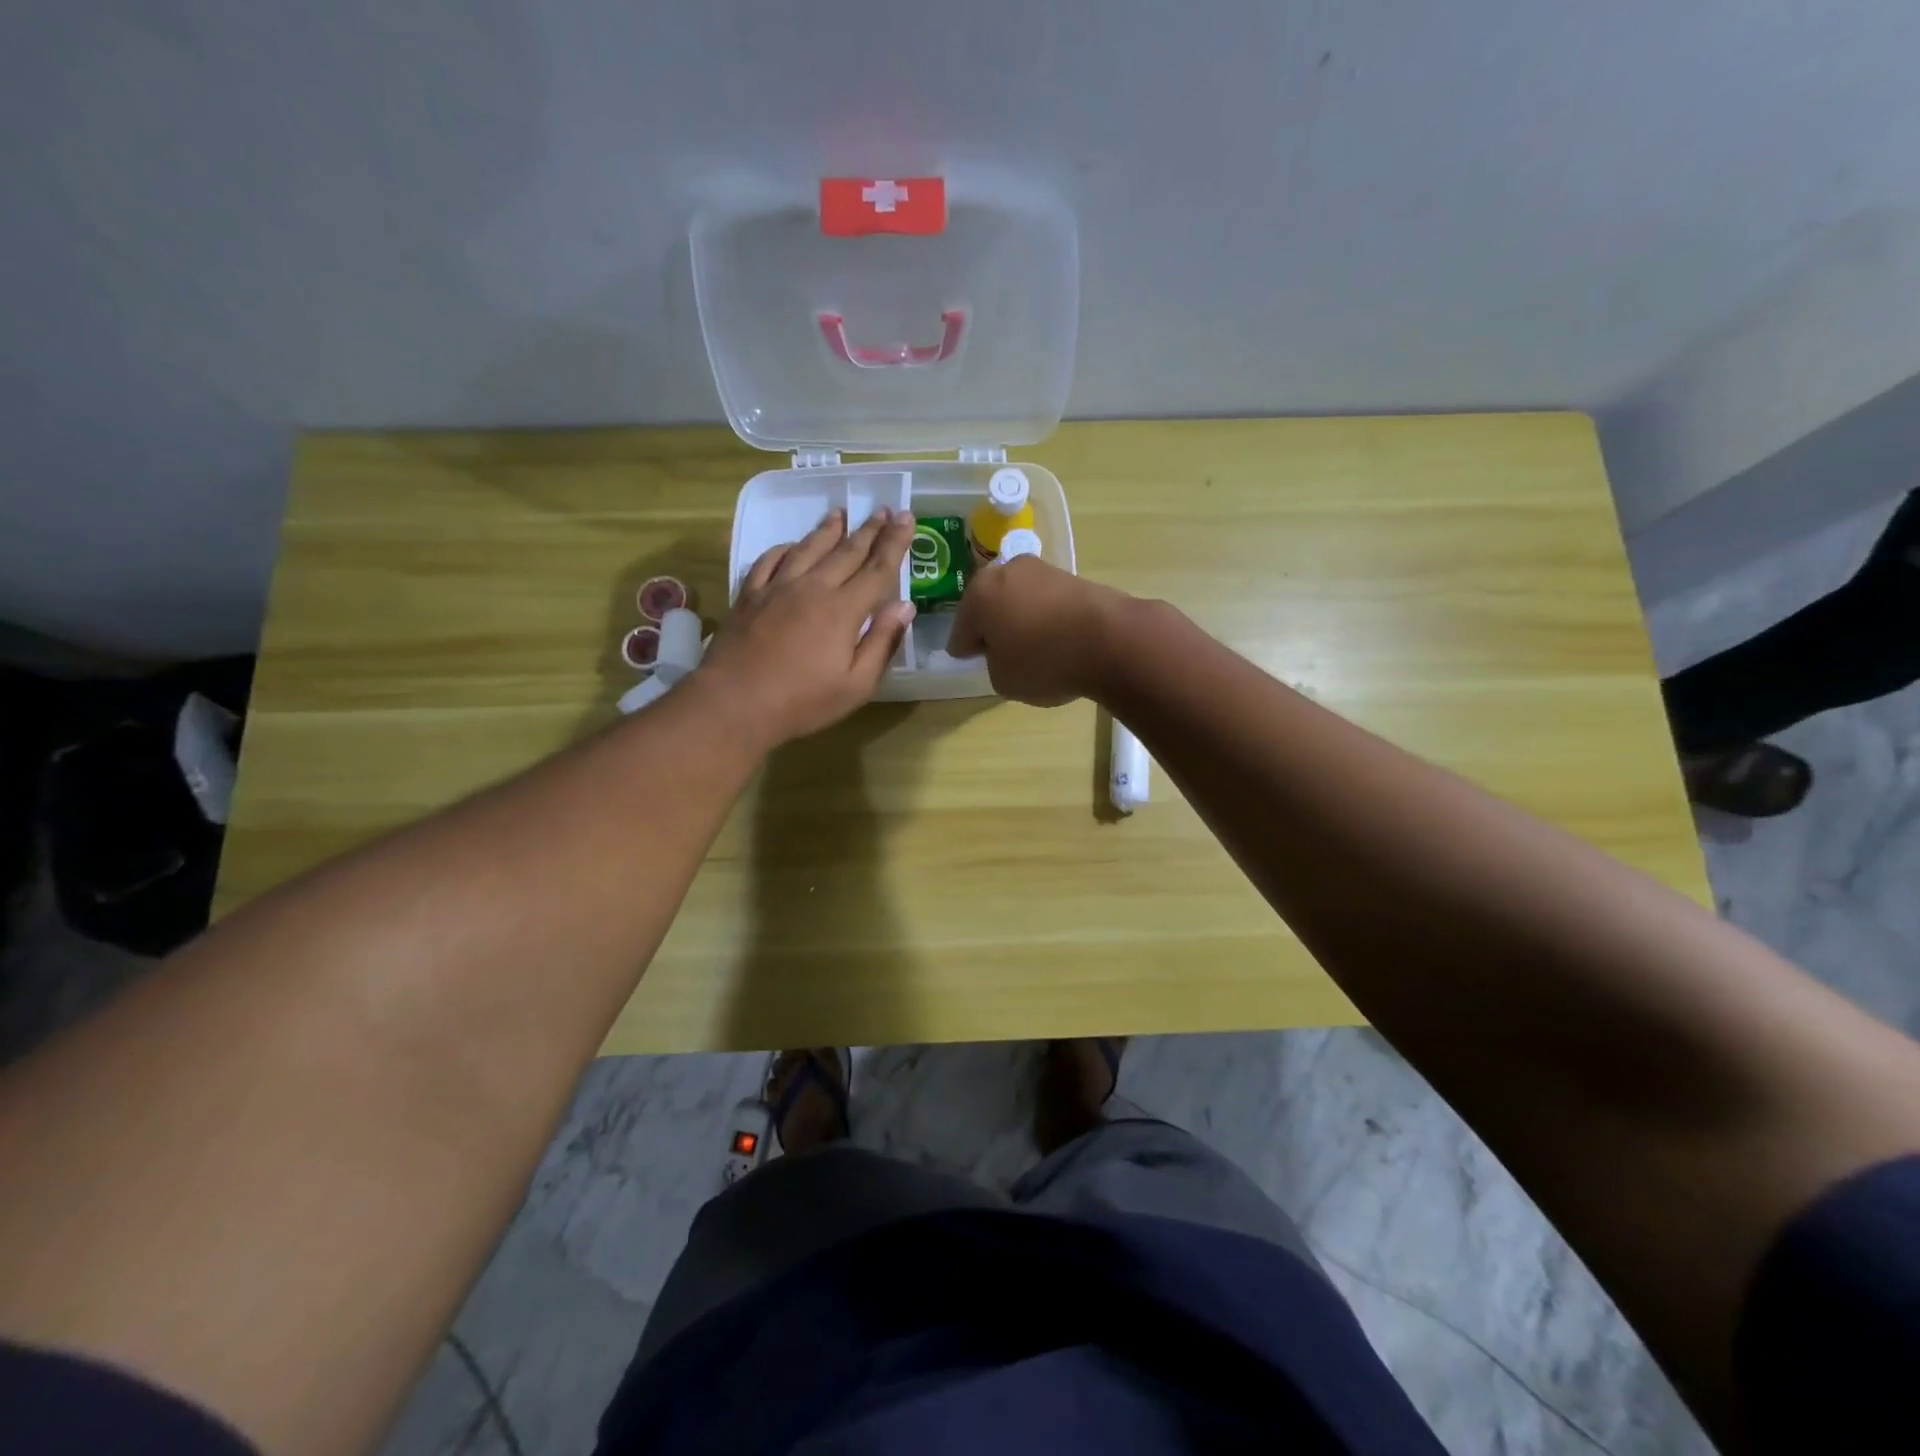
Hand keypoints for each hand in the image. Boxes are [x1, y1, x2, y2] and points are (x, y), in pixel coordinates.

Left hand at [695, 506, 916, 748]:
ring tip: (841, 513)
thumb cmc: (802, 702)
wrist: (734, 703)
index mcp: (843, 610)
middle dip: (869, 529)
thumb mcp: (856, 684)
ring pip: (808, 548)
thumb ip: (882, 643)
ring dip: (828, 530)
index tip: (907, 518)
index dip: (895, 543)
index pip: (877, 569)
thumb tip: (904, 606)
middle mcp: (813, 588)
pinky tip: (791, 545)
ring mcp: (777, 588)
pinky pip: (769, 560)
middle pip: (846, 552)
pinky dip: (785, 548)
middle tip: (884, 510)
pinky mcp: (749, 595)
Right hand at [947, 556, 1132, 706]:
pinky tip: (1057, 641)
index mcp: (979, 593)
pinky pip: (1048, 604)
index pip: (961, 630)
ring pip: (1020, 601)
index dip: (966, 651)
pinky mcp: (1074, 578)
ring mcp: (1044, 570)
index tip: (973, 664)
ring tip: (1033, 650)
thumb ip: (994, 664)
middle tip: (1001, 655)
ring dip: (1021, 621)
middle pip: (990, 606)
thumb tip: (1006, 652)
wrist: (1111, 640)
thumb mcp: (1003, 680)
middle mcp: (1008, 571)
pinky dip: (1047, 619)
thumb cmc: (1044, 661)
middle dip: (993, 627)